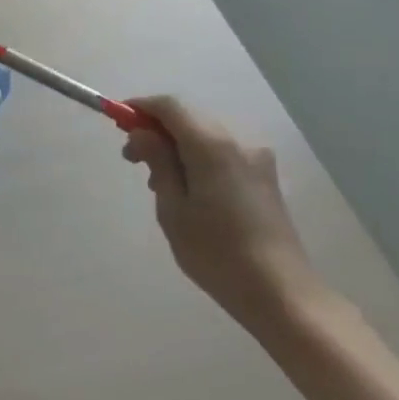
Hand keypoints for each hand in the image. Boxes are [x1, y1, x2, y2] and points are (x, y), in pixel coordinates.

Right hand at [121, 96, 329, 335]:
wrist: (281, 293)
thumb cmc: (216, 253)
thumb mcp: (173, 209)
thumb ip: (157, 162)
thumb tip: (142, 133)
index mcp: (212, 146)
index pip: (171, 106)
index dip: (141, 107)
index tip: (117, 120)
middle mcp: (238, 142)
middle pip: (189, 118)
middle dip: (156, 129)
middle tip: (131, 157)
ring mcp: (256, 160)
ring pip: (205, 136)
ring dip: (176, 146)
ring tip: (157, 181)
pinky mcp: (264, 178)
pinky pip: (222, 153)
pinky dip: (197, 158)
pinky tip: (187, 190)